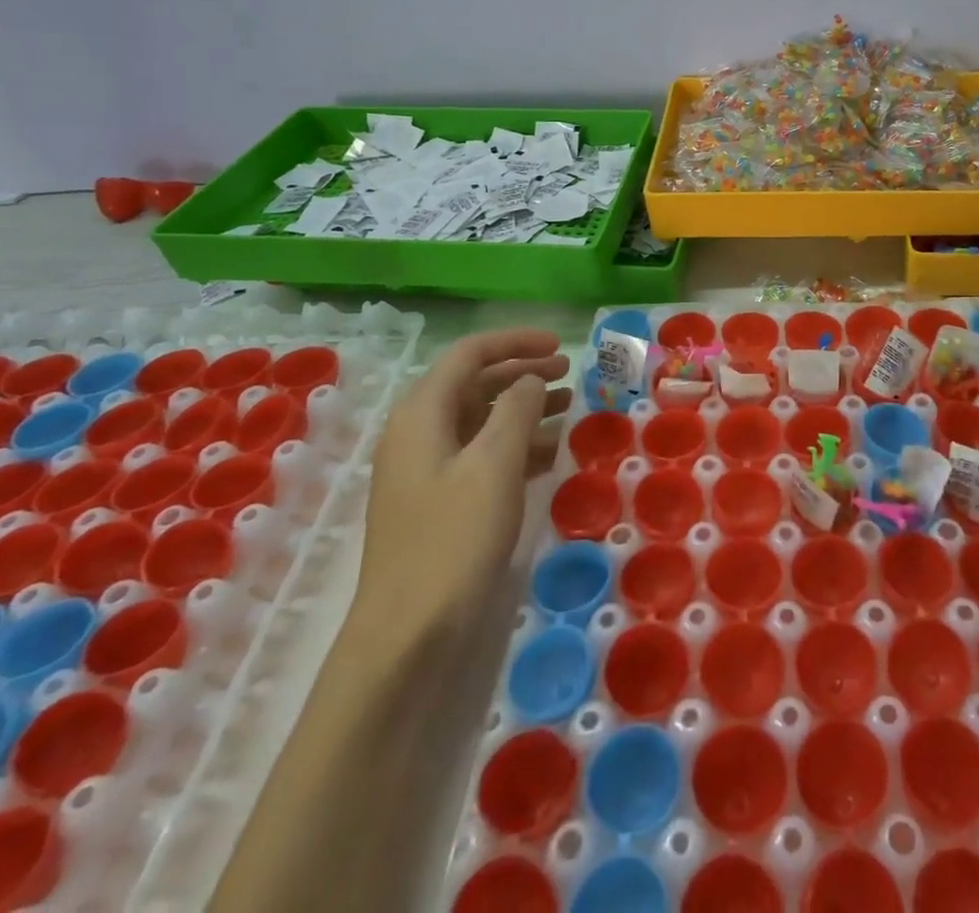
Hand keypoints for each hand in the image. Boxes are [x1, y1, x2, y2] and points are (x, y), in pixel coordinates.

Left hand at [350, 328, 571, 654]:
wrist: (408, 636)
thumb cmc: (453, 539)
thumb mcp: (494, 465)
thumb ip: (517, 409)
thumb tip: (530, 380)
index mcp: (422, 414)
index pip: (469, 354)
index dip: (515, 342)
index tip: (560, 346)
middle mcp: (418, 433)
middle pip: (474, 384)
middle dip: (522, 372)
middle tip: (570, 373)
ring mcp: (426, 471)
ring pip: (480, 420)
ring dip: (524, 409)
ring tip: (569, 408)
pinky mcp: (438, 503)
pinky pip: (481, 456)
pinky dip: (516, 446)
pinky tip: (551, 455)